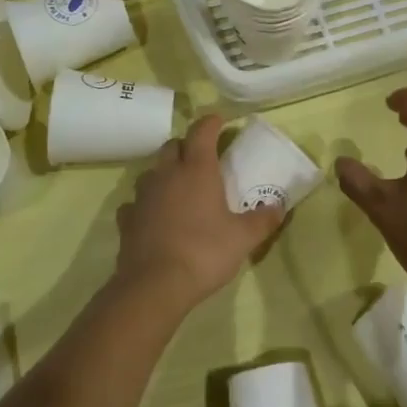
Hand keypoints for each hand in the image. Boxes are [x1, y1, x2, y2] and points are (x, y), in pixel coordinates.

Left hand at [115, 115, 284, 315]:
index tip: (220, 121)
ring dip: (165, 173)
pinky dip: (147, 204)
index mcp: (197, 170)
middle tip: (202, 158)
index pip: (202, 132)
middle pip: (172, 146)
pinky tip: (155, 216)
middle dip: (187, 146)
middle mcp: (167, 175)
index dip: (211, 123)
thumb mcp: (243, 238)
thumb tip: (279, 207)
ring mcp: (143, 196)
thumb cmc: (204, 252)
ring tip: (179, 188)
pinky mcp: (127, 220)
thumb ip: (262, 220)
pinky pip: (136, 203)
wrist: (154, 285)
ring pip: (152, 172)